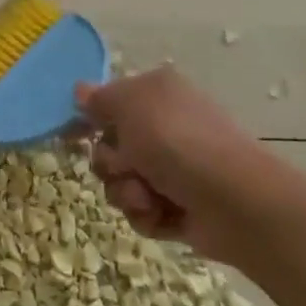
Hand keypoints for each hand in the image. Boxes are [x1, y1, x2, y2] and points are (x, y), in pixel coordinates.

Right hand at [75, 67, 271, 264]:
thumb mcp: (129, 105)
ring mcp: (174, 169)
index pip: (111, 101)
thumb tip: (80, 91)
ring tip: (147, 197)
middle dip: (111, 162)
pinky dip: (146, 215)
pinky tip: (161, 215)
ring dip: (126, 191)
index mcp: (157, 94)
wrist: (234, 201)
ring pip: (122, 181)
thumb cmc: (176, 141)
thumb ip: (99, 99)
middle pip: (111, 146)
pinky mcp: (180, 207)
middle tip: (126, 166)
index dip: (89, 117)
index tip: (70, 134)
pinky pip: (142, 211)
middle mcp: (165, 127)